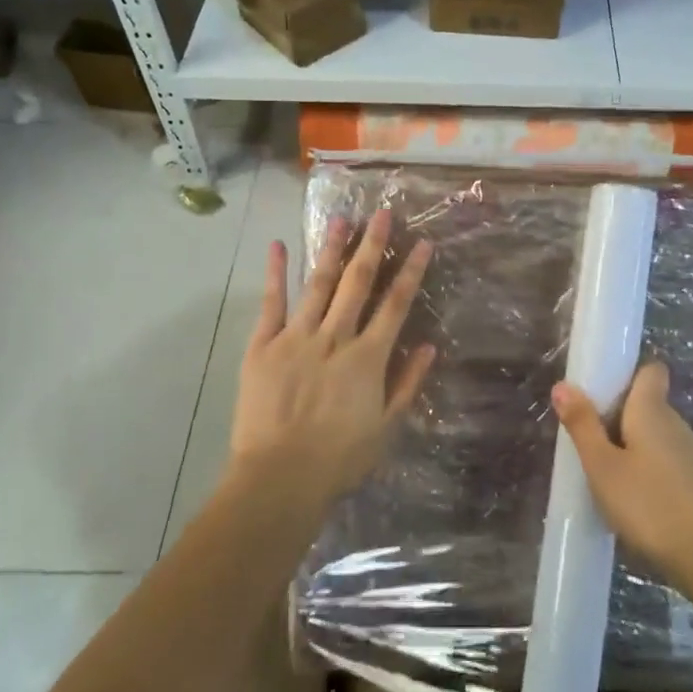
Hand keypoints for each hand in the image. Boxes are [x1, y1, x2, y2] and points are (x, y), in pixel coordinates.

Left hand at [227, 209, 436, 515]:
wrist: (279, 478)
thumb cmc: (339, 459)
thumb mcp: (386, 427)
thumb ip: (407, 384)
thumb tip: (429, 346)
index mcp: (368, 358)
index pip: (396, 305)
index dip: (411, 272)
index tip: (421, 243)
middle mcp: (335, 338)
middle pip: (358, 284)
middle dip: (372, 247)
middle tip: (381, 213)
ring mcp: (296, 338)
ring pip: (319, 285)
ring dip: (332, 251)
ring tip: (341, 220)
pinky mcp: (263, 346)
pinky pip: (271, 304)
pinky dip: (276, 274)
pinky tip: (280, 245)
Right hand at [551, 362, 692, 582]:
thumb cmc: (650, 503)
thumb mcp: (603, 466)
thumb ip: (582, 425)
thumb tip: (562, 384)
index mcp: (652, 409)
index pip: (651, 370)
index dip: (628, 372)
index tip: (600, 388)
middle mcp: (674, 423)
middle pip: (645, 403)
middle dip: (616, 414)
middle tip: (584, 435)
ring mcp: (688, 454)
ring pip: (652, 435)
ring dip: (627, 444)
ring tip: (599, 469)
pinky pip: (661, 461)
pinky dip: (643, 469)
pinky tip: (626, 497)